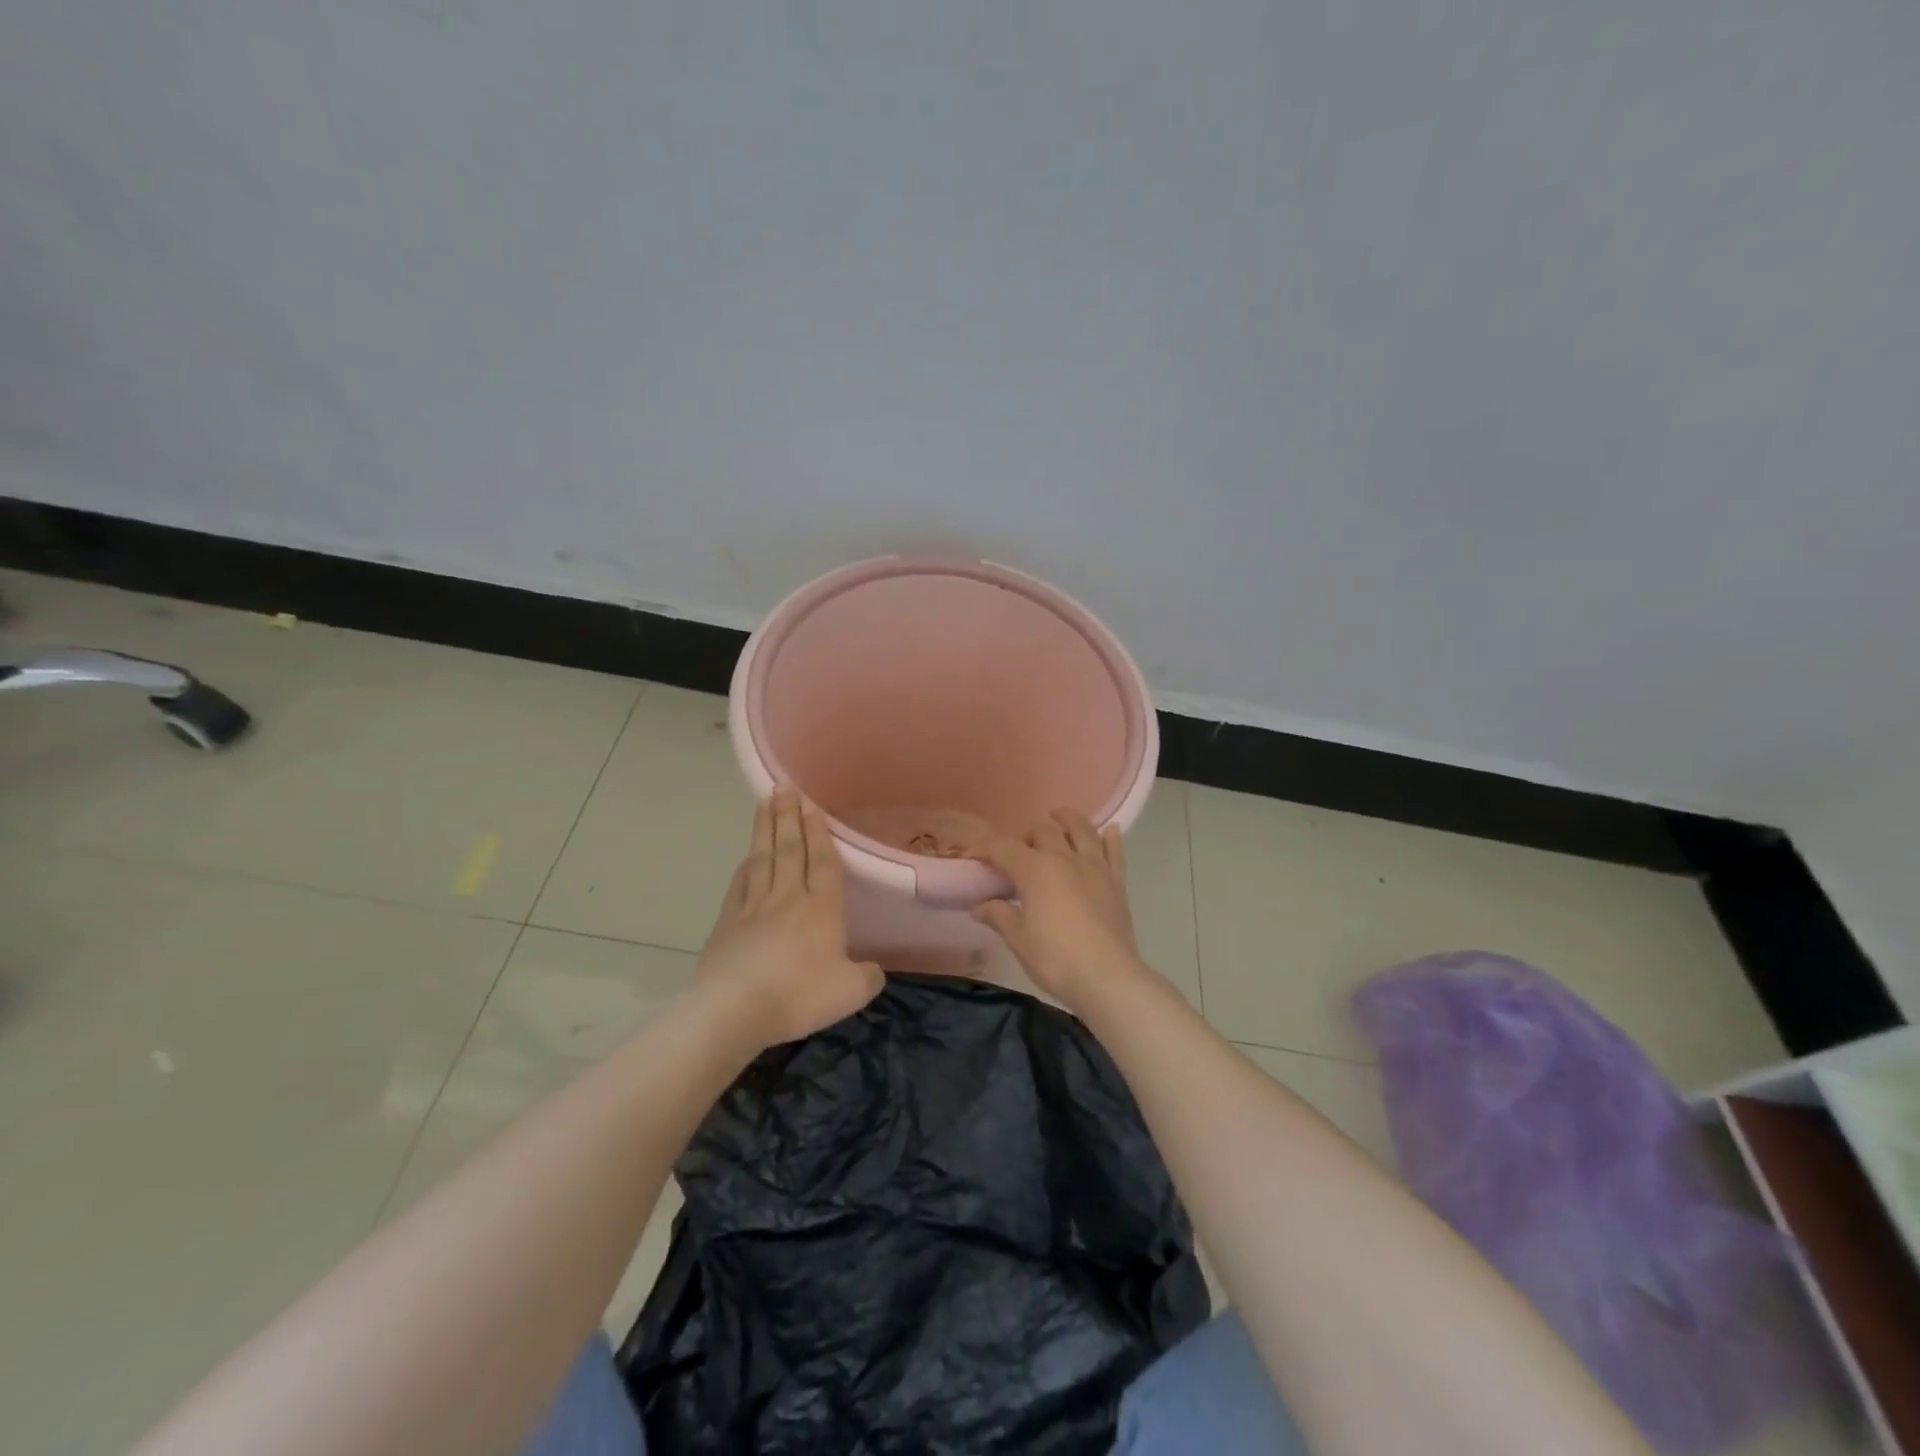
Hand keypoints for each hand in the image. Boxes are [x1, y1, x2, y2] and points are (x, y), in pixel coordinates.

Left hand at [698, 788, 885, 1046]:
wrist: (735, 1008)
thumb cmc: (798, 995)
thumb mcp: (850, 992)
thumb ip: (867, 977)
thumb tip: (874, 970)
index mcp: (821, 908)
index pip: (823, 862)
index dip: (820, 832)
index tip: (812, 805)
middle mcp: (788, 897)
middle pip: (790, 849)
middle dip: (789, 816)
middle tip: (784, 787)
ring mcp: (754, 906)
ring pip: (763, 858)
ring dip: (765, 829)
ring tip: (765, 803)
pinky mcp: (728, 922)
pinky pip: (740, 884)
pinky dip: (745, 866)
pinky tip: (747, 856)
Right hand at [969, 809, 1152, 1010]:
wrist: (1107, 977)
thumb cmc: (1055, 958)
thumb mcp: (1018, 939)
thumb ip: (998, 916)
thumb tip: (980, 905)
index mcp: (1035, 869)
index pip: (1002, 847)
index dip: (982, 848)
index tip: (970, 857)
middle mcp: (1064, 858)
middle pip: (1042, 830)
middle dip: (1025, 835)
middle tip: (1017, 854)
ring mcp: (1094, 867)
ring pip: (1081, 829)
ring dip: (1067, 819)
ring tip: (1058, 818)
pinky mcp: (1116, 882)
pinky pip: (1114, 851)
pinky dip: (1110, 838)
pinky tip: (1108, 831)